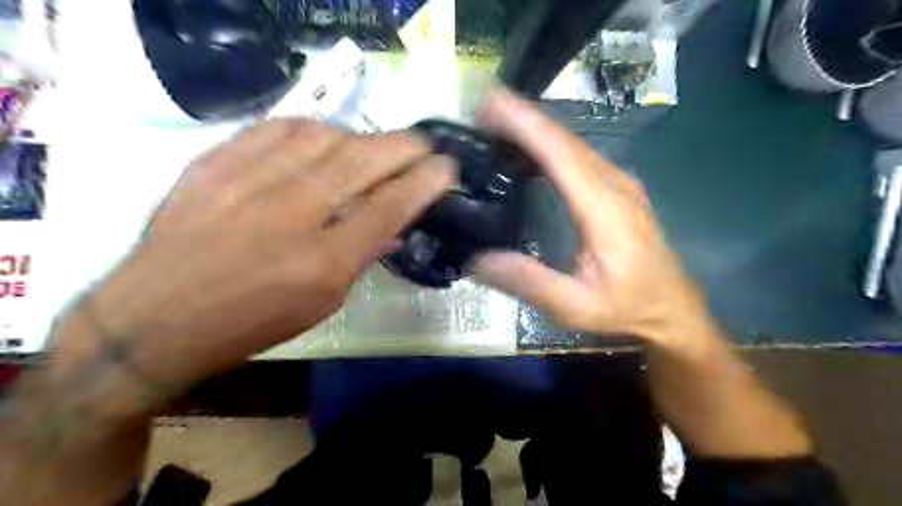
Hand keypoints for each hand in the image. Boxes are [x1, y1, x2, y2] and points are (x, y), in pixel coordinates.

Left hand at [57, 121, 454, 385]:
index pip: (389, 207)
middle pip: (363, 161)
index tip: (446, 167)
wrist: (155, 319)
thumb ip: (362, 254)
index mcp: (323, 262)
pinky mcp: (214, 163)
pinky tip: (324, 137)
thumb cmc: (252, 322)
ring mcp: (248, 182)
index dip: (424, 182)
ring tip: (374, 147)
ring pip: (325, 137)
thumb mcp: (323, 302)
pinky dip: (313, 128)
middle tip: (425, 145)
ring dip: (362, 138)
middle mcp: (291, 214)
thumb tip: (393, 221)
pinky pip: (279, 127)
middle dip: (406, 147)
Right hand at [472, 89, 710, 346]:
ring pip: (572, 143)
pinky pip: (578, 155)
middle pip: (565, 139)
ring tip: (495, 125)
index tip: (490, 105)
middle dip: (522, 118)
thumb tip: (477, 259)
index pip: (561, 153)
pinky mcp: (617, 187)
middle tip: (480, 112)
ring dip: (534, 127)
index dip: (526, 125)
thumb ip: (528, 282)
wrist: (671, 307)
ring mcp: (619, 182)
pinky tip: (528, 150)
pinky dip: (548, 144)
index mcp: (604, 208)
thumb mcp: (574, 306)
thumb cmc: (626, 306)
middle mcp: (614, 184)